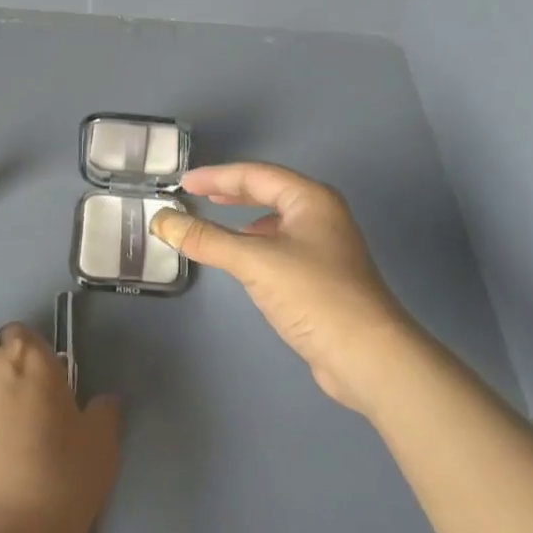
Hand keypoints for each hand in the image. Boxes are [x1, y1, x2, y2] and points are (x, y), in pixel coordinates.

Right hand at [151, 163, 413, 415]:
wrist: (370, 358)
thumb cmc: (314, 295)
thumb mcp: (254, 261)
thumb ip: (207, 239)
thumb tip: (162, 221)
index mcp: (310, 199)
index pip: (255, 174)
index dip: (217, 176)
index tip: (184, 182)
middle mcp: (321, 215)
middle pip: (268, 191)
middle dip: (231, 191)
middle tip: (196, 194)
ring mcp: (326, 247)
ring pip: (276, 219)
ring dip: (244, 217)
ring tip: (216, 219)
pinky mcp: (324, 277)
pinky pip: (281, 245)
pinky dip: (257, 243)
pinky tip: (245, 259)